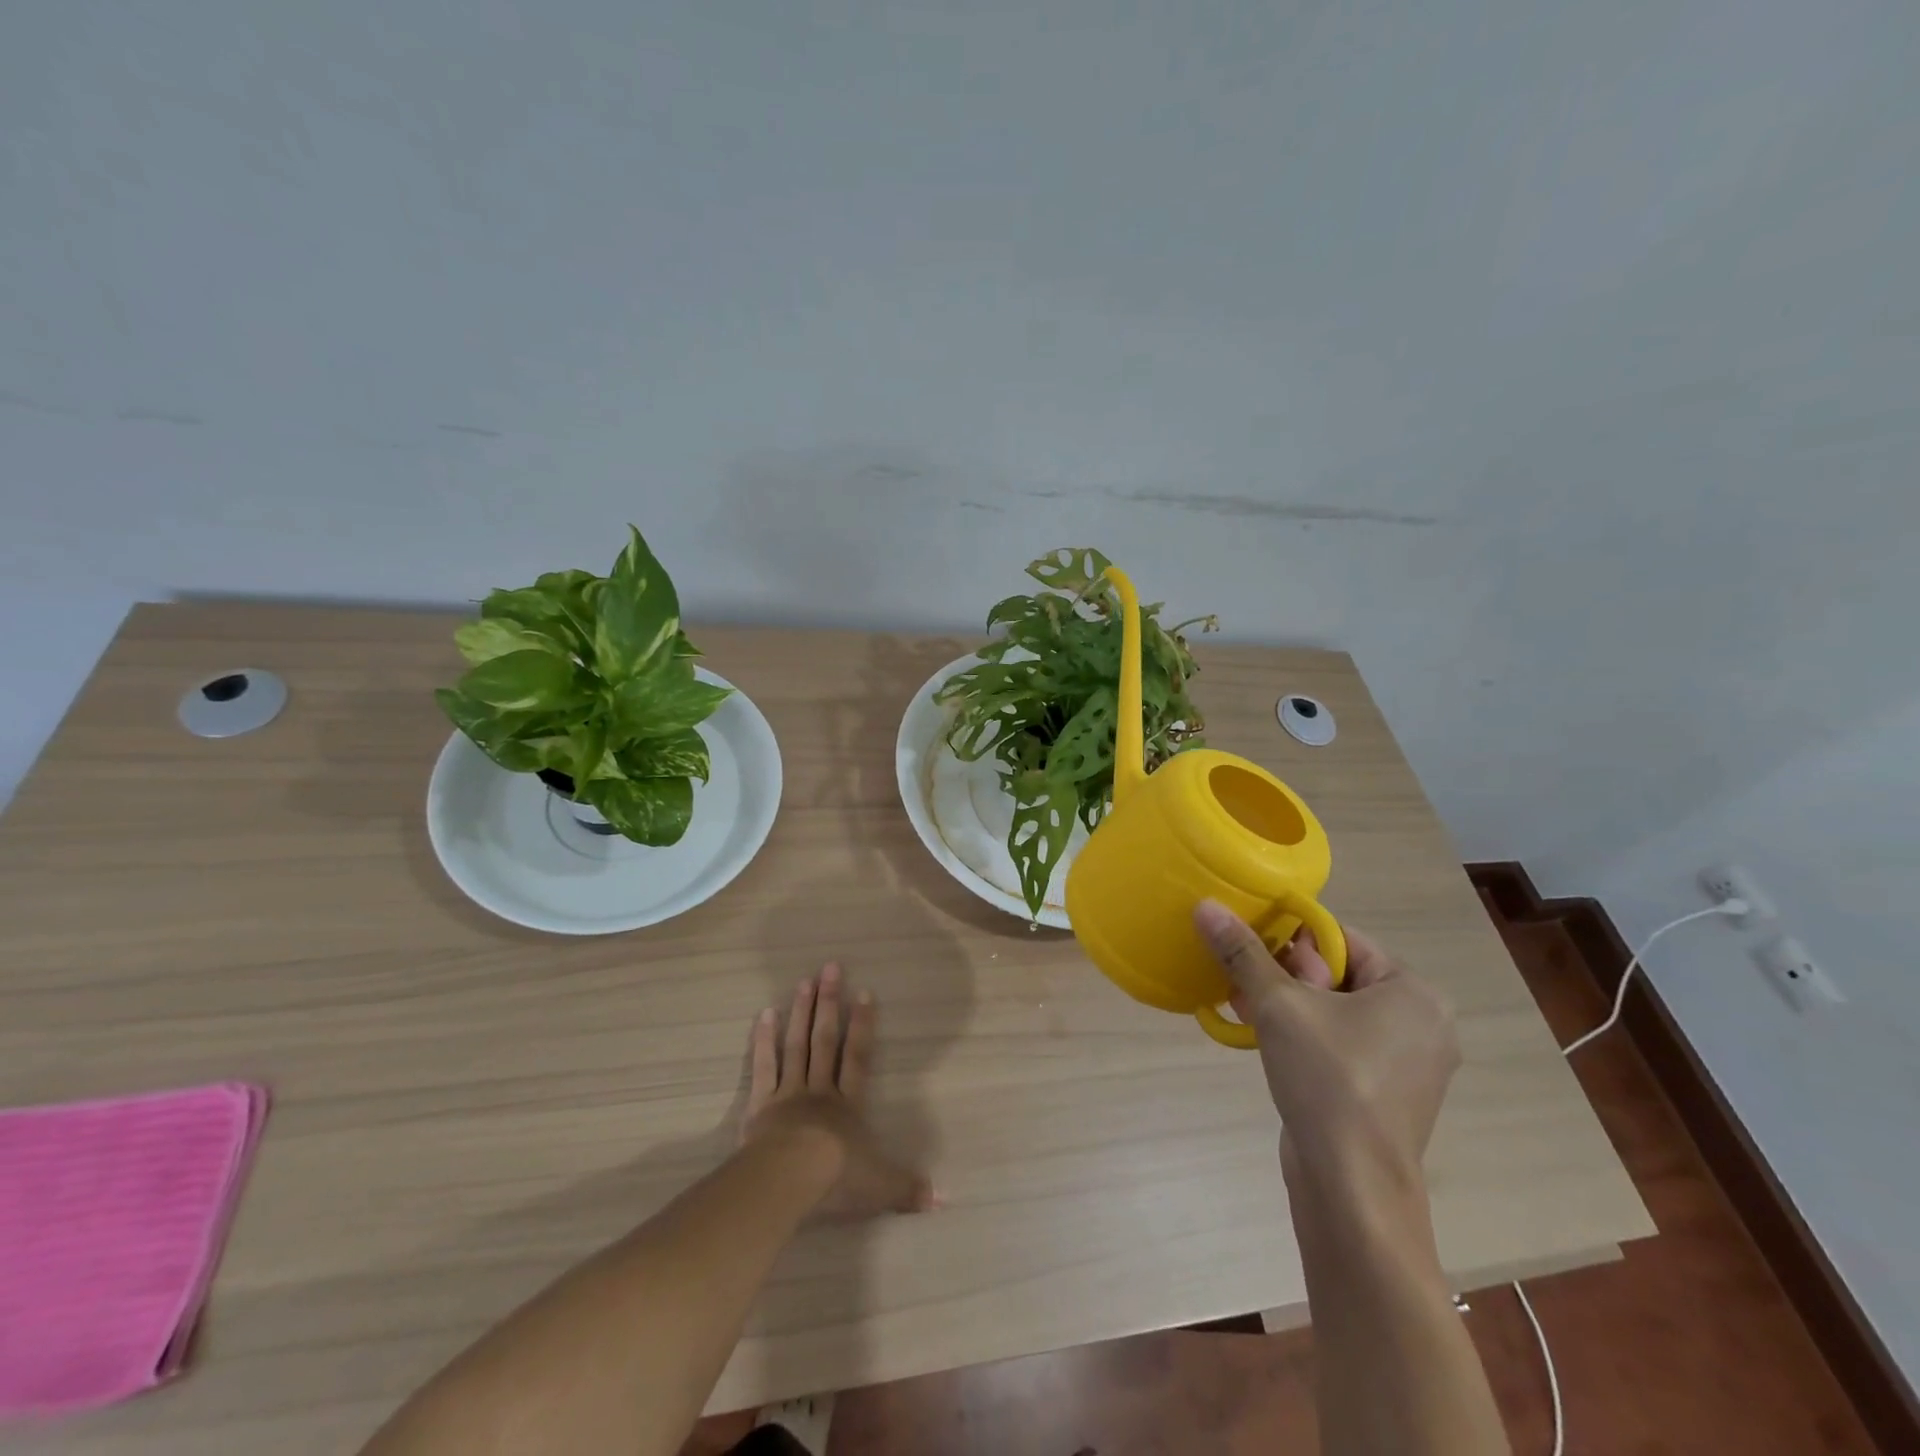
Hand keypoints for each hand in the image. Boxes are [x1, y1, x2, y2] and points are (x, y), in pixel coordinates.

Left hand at [741, 962, 934, 1216]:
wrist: (788, 1180)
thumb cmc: (837, 1179)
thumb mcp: (880, 1187)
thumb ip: (908, 1189)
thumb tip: (944, 1199)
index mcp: (848, 1105)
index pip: (858, 1057)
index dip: (862, 1025)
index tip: (863, 992)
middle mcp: (819, 1090)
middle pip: (825, 1040)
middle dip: (829, 1003)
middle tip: (830, 968)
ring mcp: (788, 1094)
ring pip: (796, 1045)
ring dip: (800, 1012)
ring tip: (803, 981)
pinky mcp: (760, 1105)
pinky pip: (763, 1067)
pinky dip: (763, 1041)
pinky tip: (764, 1015)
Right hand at [1193, 901, 1459, 1185]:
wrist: (1352, 1188)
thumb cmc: (1328, 1080)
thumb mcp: (1278, 1005)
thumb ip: (1243, 952)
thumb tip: (1207, 905)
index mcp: (1414, 992)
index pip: (1341, 939)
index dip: (1291, 940)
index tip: (1254, 955)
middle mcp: (1423, 1022)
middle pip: (1338, 974)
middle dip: (1284, 976)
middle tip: (1246, 986)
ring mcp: (1409, 1064)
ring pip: (1336, 1011)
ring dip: (1288, 1005)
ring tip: (1244, 1007)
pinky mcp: (1388, 1094)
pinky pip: (1341, 1044)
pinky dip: (1305, 1036)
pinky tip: (1266, 1040)